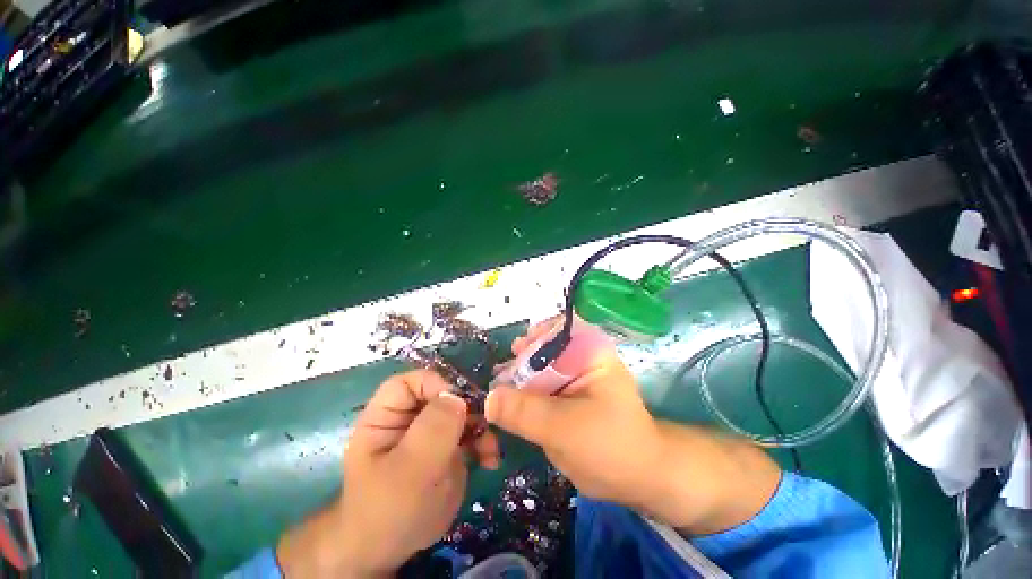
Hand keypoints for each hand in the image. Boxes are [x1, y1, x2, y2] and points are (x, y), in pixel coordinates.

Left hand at [278, 370, 499, 577]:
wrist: (391, 552)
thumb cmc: (387, 511)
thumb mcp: (408, 470)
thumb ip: (433, 429)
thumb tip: (458, 398)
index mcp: (386, 417)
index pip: (410, 383)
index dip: (434, 385)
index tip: (459, 404)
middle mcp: (410, 419)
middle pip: (442, 395)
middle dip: (467, 407)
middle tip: (485, 423)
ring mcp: (431, 434)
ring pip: (461, 413)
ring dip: (480, 426)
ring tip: (490, 449)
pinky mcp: (447, 449)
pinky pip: (469, 434)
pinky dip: (483, 443)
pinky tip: (490, 460)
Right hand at [488, 318, 780, 533]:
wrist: (636, 479)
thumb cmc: (611, 445)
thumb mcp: (566, 428)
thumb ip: (526, 411)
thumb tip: (487, 398)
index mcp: (588, 351)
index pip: (558, 327)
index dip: (535, 335)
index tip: (517, 351)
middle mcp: (578, 359)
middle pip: (542, 348)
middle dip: (520, 360)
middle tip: (502, 376)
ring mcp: (568, 379)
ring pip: (536, 369)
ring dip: (517, 379)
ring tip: (500, 392)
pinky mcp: (561, 398)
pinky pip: (536, 389)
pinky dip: (521, 396)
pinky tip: (507, 406)